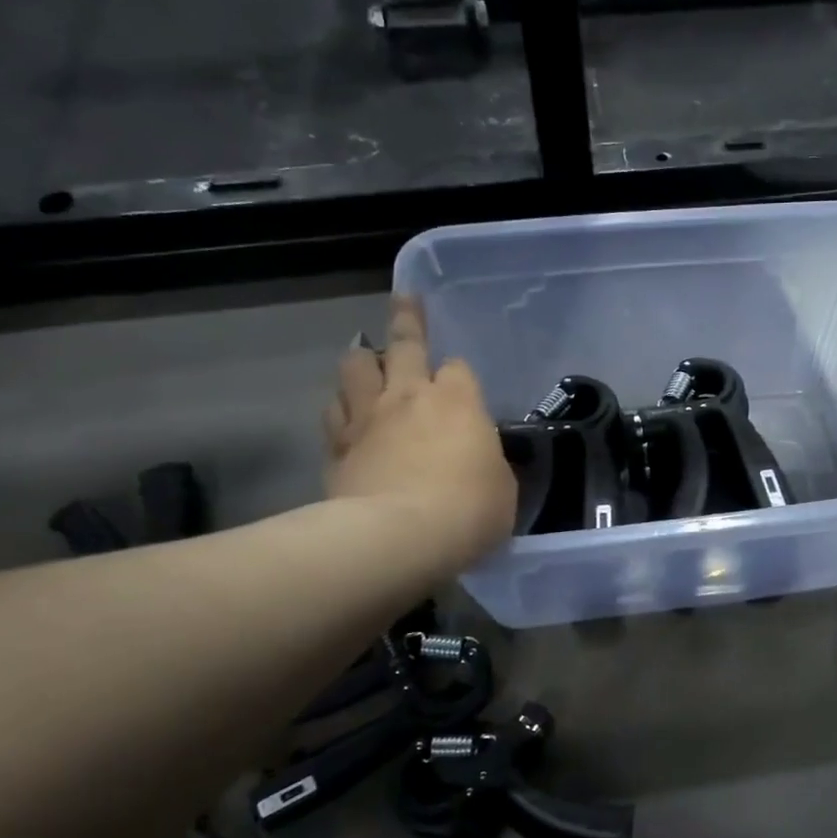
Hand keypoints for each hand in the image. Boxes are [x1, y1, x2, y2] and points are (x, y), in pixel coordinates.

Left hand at [324, 296, 515, 566]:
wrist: (400, 537)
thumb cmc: (469, 509)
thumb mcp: (502, 486)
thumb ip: (488, 461)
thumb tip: (478, 459)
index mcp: (457, 400)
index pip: (458, 368)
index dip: (459, 375)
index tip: (461, 386)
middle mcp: (409, 395)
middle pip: (404, 344)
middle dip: (407, 319)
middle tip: (404, 300)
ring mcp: (368, 417)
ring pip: (356, 367)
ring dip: (362, 359)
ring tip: (363, 357)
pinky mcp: (337, 446)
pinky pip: (334, 412)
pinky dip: (340, 406)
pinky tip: (343, 411)